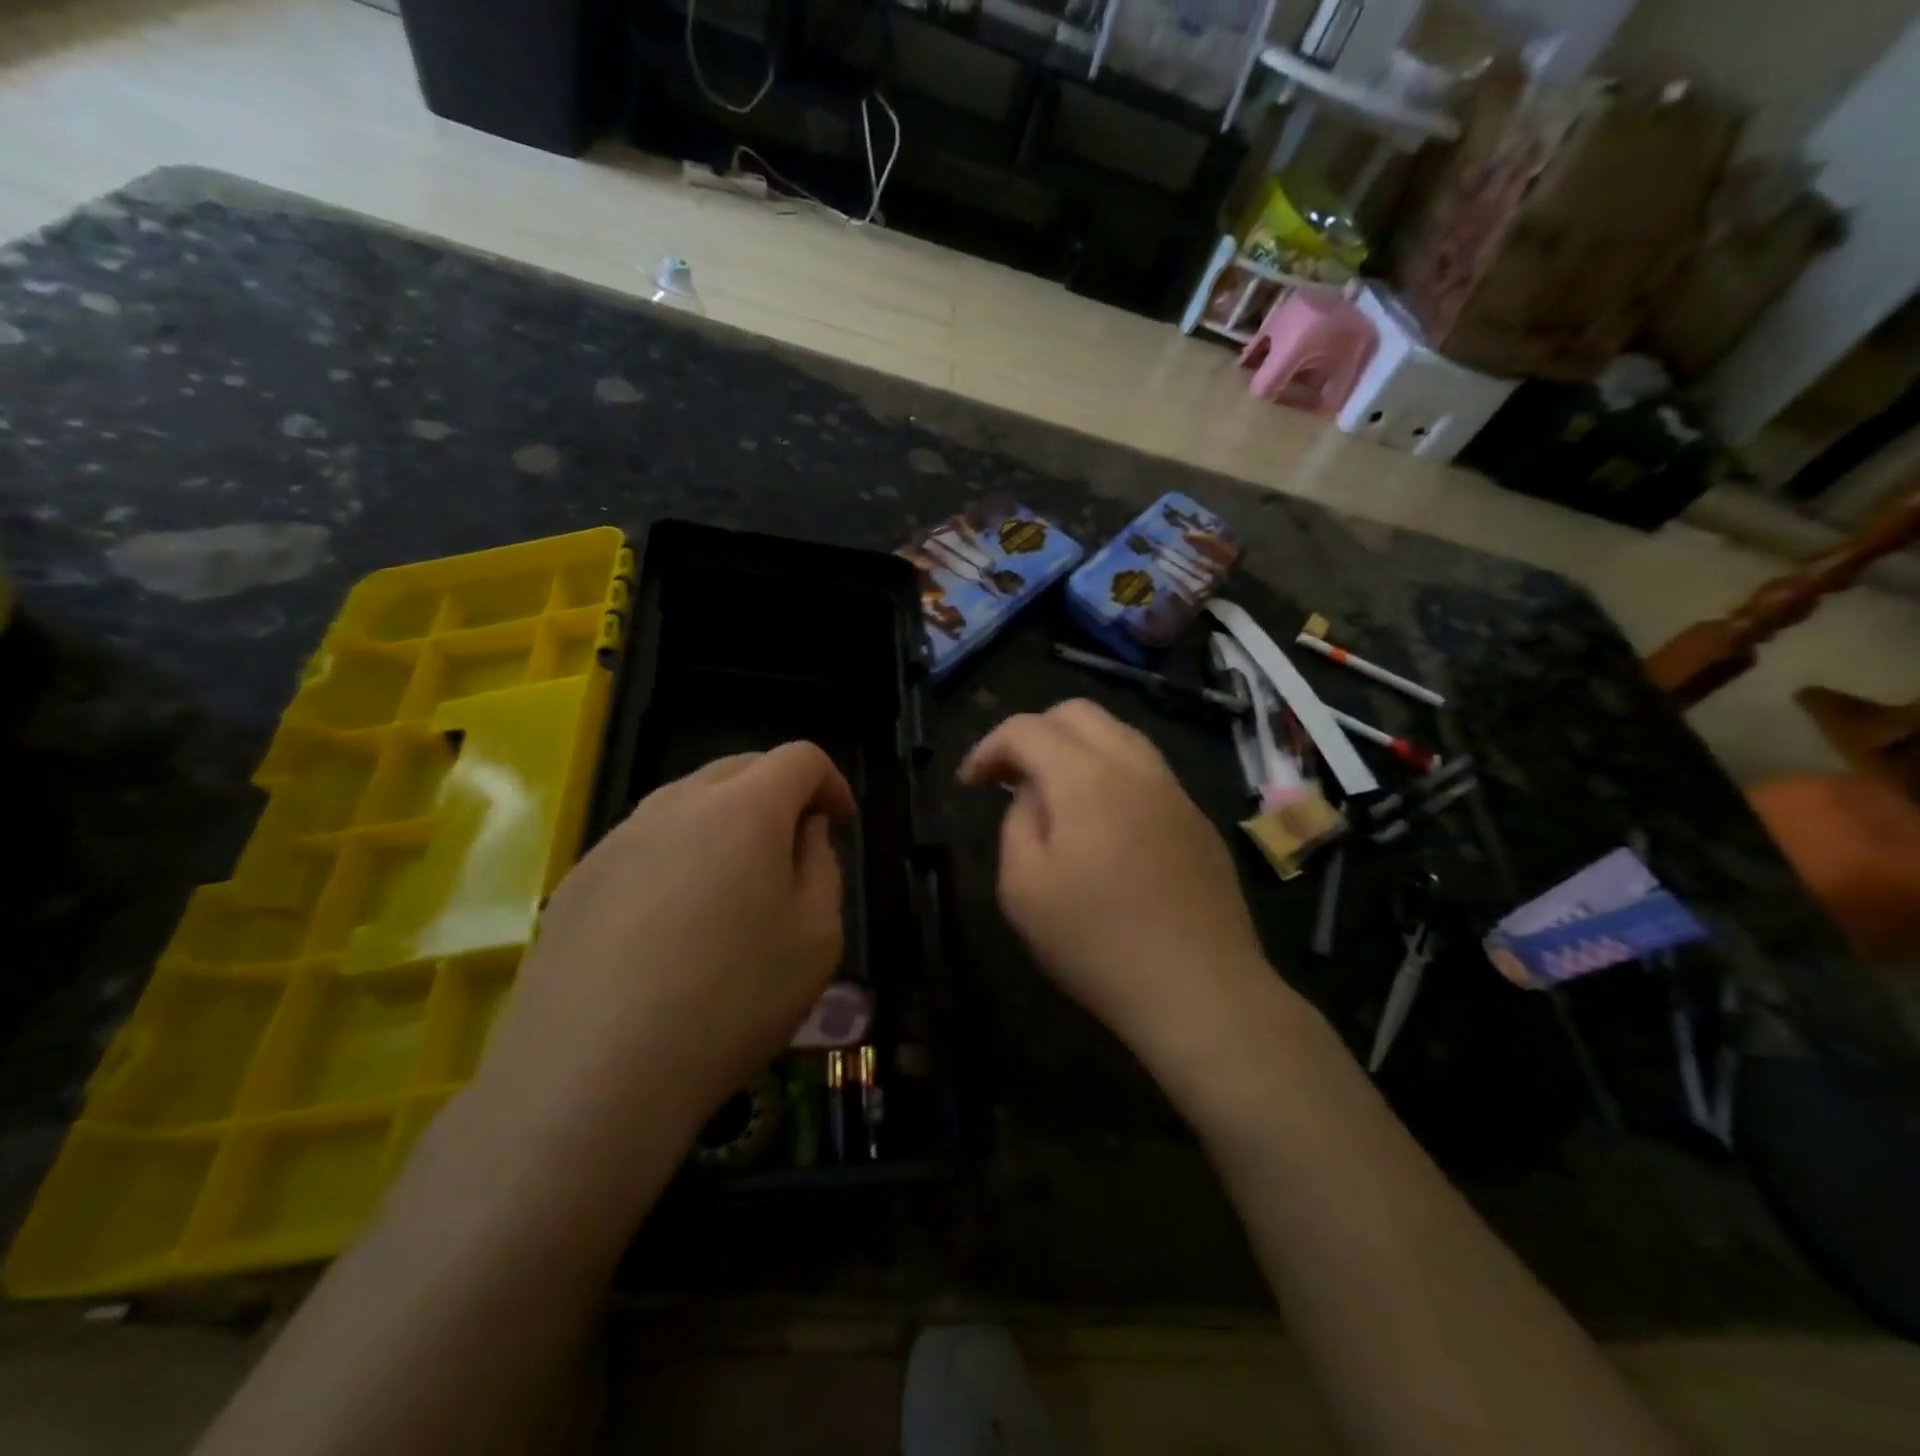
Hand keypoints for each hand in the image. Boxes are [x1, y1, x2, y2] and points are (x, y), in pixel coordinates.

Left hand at [476, 742, 853, 1156]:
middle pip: (740, 768)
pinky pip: (644, 844)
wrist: (590, 1077)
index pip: (799, 757)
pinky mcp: (577, 880)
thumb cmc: (730, 1002)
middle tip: (793, 849)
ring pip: (687, 803)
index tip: (839, 824)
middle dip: (778, 793)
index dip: (830, 782)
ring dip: (725, 824)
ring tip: (733, 889)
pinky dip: (676, 858)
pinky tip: (672, 928)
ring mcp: (618, 839)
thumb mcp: (817, 939)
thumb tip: (803, 833)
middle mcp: (676, 805)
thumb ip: (822, 868)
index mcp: (744, 809)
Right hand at [959, 700, 1270, 1057]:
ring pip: (1120, 735)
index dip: (989, 747)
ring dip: (1076, 749)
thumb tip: (1032, 795)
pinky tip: (1104, 825)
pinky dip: (1112, 774)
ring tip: (1055, 794)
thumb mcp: (1023, 888)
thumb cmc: (1097, 942)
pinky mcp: (1198, 819)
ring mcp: (1174, 791)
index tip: (970, 783)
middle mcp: (1135, 767)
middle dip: (1034, 733)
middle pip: (1078, 713)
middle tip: (1010, 777)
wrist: (1200, 990)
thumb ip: (1017, 823)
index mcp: (1086, 778)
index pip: (1027, 728)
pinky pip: (1147, 771)